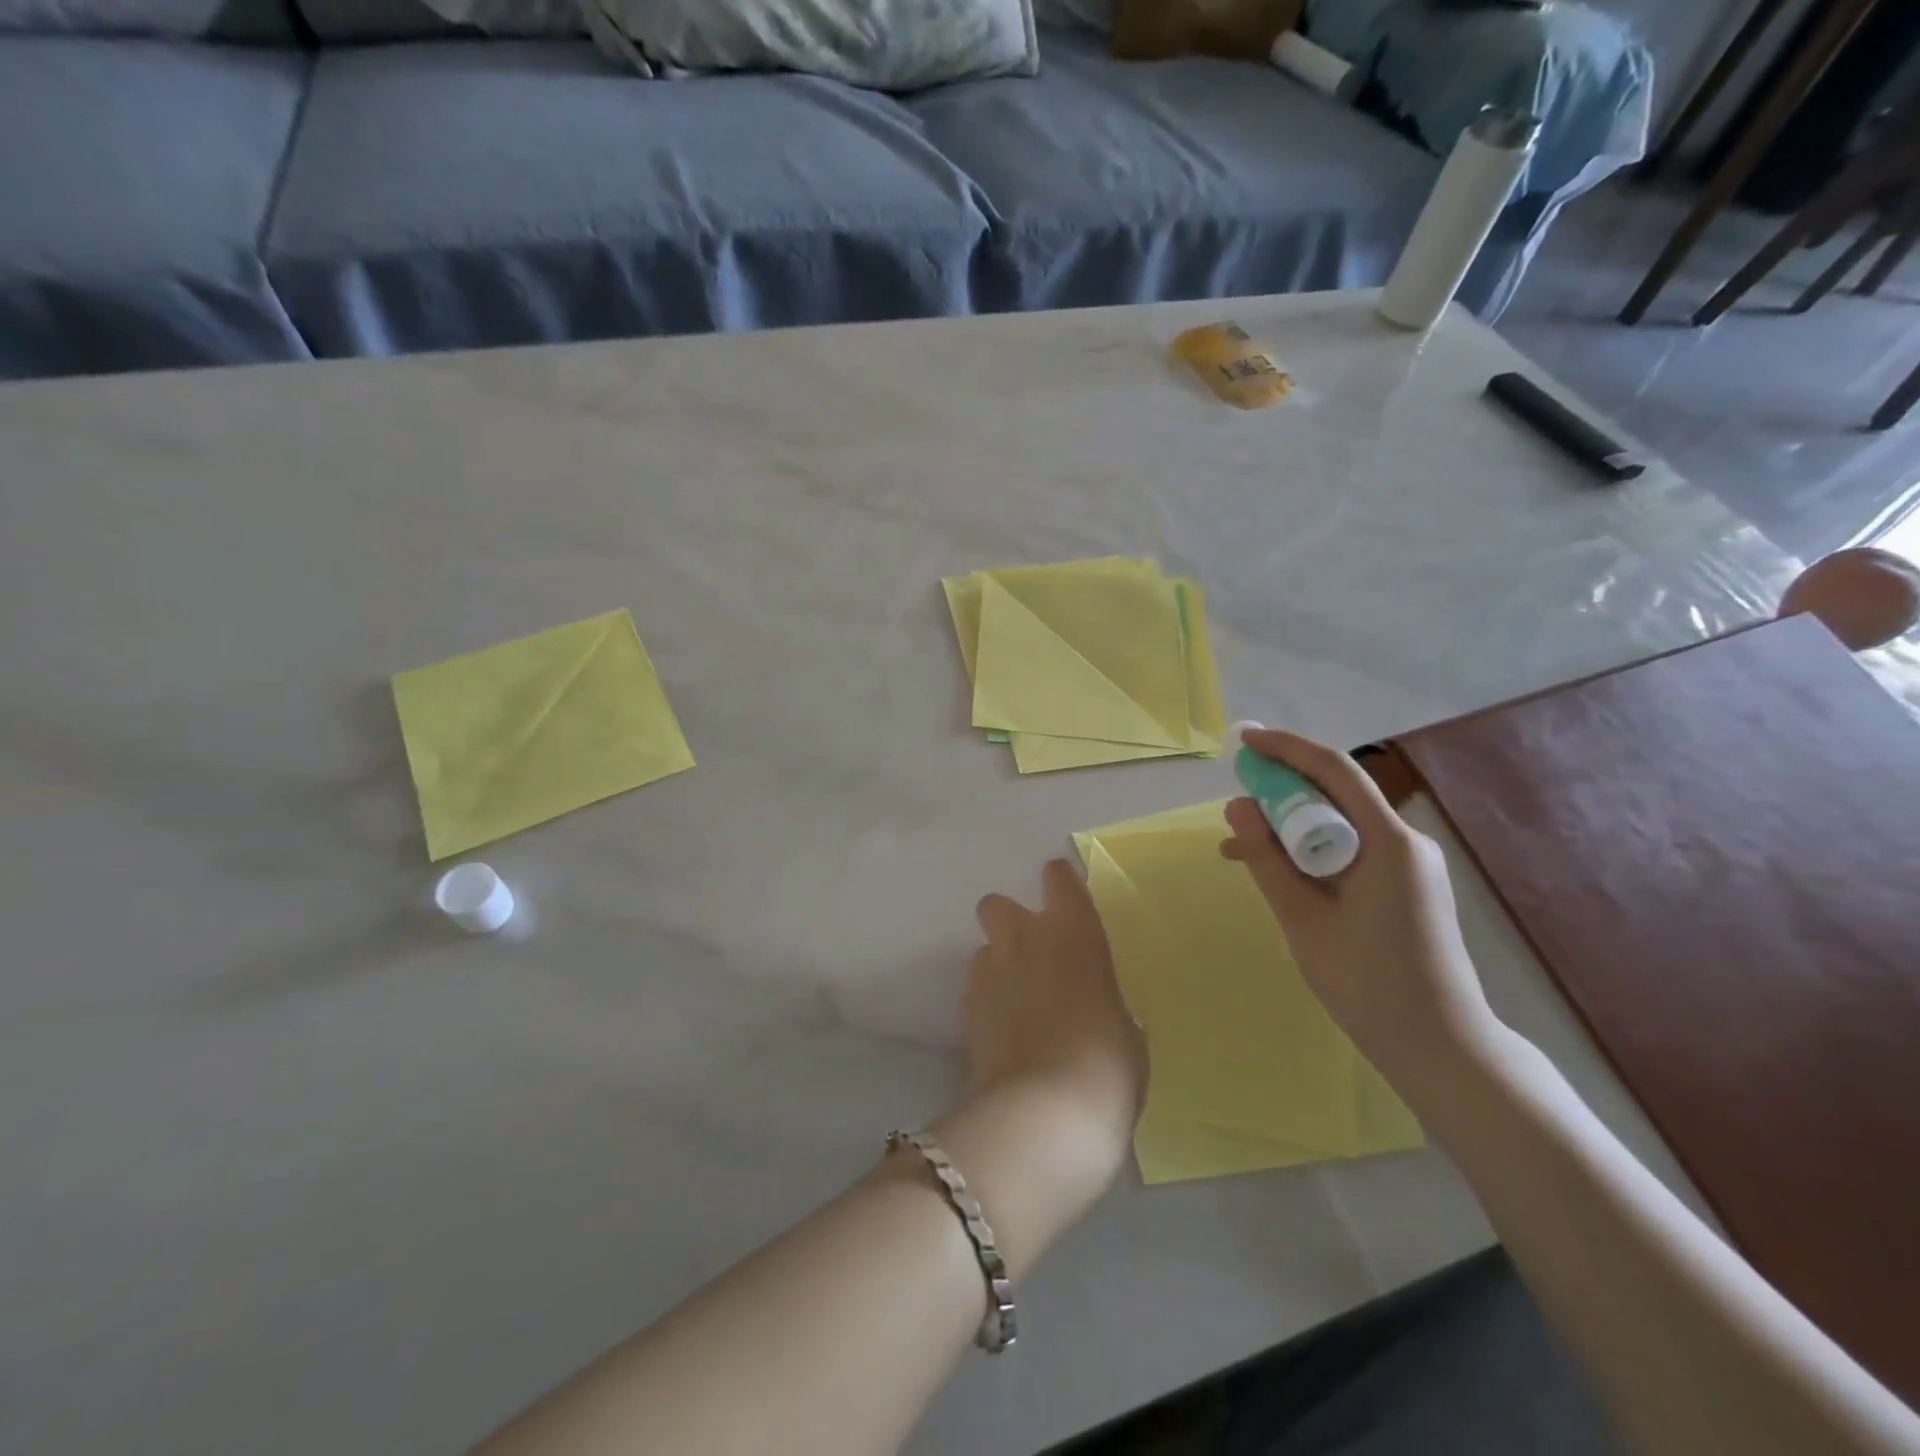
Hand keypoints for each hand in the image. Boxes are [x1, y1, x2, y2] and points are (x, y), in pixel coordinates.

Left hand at [963, 860, 1145, 1176]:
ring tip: (1017, 1000)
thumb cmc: (1107, 1066)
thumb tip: (1096, 1008)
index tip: (1068, 901)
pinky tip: (1004, 1030)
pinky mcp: (966, 1011)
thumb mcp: (1127, 1032)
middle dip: (1010, 921)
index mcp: (1073, 932)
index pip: (1058, 878)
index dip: (1061, 884)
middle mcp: (1024, 940)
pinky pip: (976, 988)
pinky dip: (987, 1000)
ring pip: (982, 947)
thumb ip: (1106, 1003)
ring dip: (997, 963)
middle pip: (997, 903)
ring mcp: (989, 973)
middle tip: (1034, 954)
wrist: (1044, 1115)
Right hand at [1221, 728, 1499, 1090]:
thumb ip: (1266, 858)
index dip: (1285, 748)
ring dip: (1290, 825)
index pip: (1333, 770)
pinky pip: (1349, 849)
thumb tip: (1237, 807)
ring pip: (1340, 823)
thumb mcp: (1302, 918)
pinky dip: (1310, 851)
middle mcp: (1405, 841)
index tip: (1242, 741)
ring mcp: (1409, 864)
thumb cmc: (1366, 983)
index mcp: (1388, 842)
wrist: (1440, 1046)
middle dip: (1281, 788)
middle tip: (1234, 798)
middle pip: (1337, 793)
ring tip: (1237, 845)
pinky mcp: (1405, 885)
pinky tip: (1275, 871)